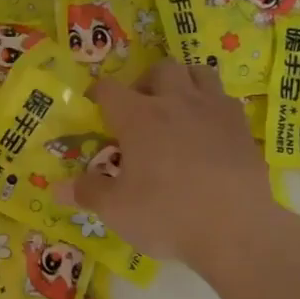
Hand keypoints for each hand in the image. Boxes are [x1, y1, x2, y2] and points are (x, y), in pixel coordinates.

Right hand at [57, 60, 278, 268]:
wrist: (236, 229)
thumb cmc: (167, 215)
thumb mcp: (116, 209)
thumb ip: (87, 192)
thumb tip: (57, 188)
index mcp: (139, 118)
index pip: (110, 89)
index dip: (98, 94)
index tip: (94, 107)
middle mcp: (176, 103)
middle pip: (160, 69)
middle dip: (145, 82)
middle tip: (140, 109)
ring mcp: (214, 111)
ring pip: (198, 73)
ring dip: (183, 83)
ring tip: (176, 108)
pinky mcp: (242, 127)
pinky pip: (224, 99)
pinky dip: (211, 106)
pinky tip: (207, 131)